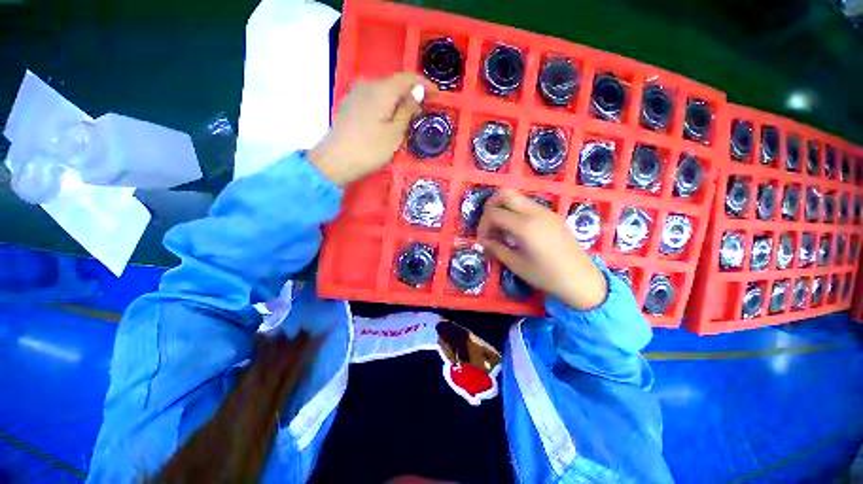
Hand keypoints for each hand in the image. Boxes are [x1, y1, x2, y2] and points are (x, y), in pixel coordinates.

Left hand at [308, 73, 430, 186]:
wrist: (335, 161)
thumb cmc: (369, 149)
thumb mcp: (394, 134)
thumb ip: (406, 111)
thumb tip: (416, 94)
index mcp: (381, 90)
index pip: (407, 78)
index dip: (423, 84)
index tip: (436, 94)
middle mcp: (367, 85)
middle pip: (394, 85)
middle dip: (410, 96)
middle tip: (421, 114)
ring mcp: (356, 94)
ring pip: (383, 93)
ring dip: (397, 103)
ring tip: (406, 121)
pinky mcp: (350, 105)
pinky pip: (373, 100)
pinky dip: (385, 107)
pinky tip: (388, 122)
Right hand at [477, 189, 607, 310]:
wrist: (582, 279)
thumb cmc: (546, 275)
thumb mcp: (516, 264)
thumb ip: (496, 249)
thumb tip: (482, 242)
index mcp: (525, 226)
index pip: (494, 213)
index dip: (483, 225)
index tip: (483, 239)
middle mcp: (535, 212)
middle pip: (505, 193)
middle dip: (491, 206)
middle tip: (489, 225)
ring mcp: (545, 211)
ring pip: (517, 197)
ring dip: (504, 208)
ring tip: (502, 230)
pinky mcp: (552, 215)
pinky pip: (528, 205)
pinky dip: (516, 212)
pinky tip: (517, 231)